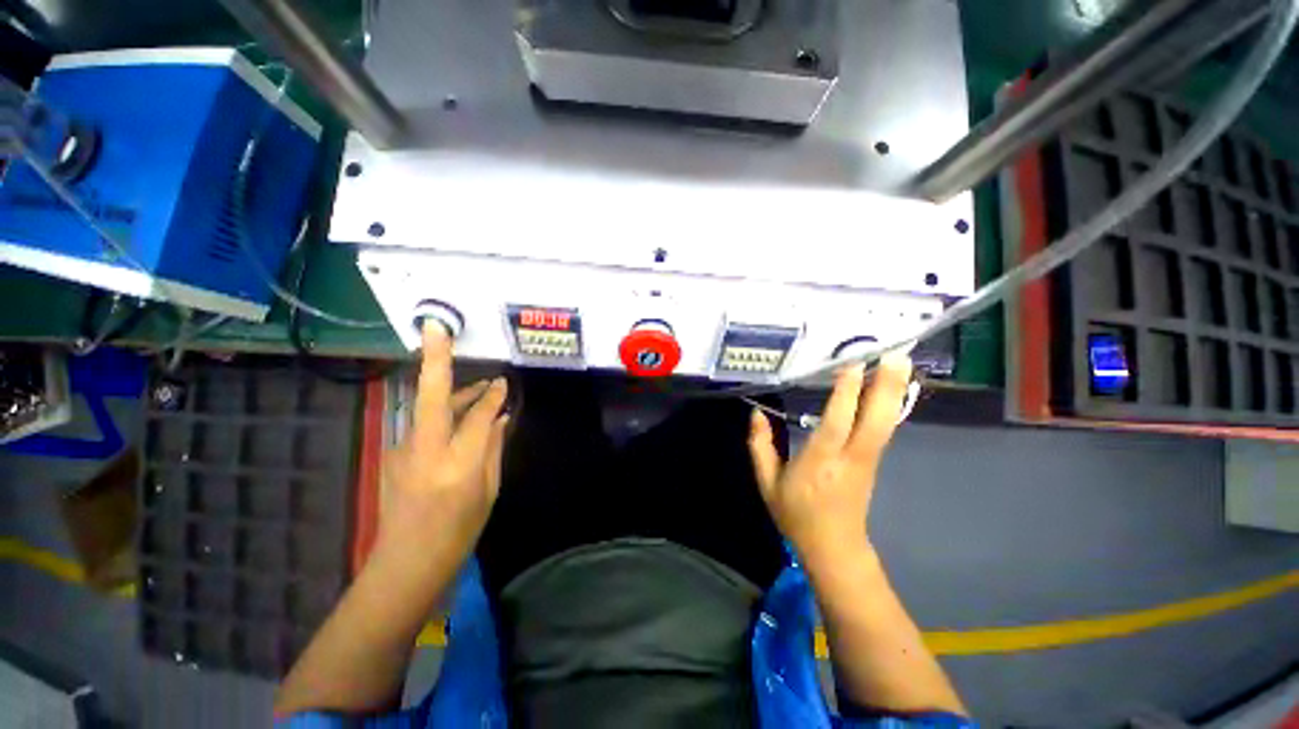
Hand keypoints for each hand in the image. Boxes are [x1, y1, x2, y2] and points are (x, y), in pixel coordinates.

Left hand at [372, 324, 509, 581]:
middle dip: (435, 361)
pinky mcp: (395, 453)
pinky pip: (426, 424)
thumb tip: (501, 418)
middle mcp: (426, 451)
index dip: (491, 397)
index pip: (477, 417)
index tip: (504, 383)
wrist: (405, 564)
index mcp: (456, 465)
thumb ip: (493, 449)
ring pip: (429, 407)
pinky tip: (461, 421)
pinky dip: (445, 415)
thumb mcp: (488, 492)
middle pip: (432, 397)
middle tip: (439, 329)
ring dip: (453, 393)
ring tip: (480, 388)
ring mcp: (404, 451)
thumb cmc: (458, 533)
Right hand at [747, 352, 911, 568]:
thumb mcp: (767, 483)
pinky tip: (889, 386)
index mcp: (819, 463)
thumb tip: (756, 413)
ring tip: (899, 361)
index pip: (836, 424)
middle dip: (886, 386)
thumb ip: (760, 446)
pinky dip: (888, 405)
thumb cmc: (796, 514)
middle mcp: (850, 458)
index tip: (852, 365)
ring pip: (885, 422)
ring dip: (893, 391)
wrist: (833, 547)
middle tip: (895, 355)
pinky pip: (883, 428)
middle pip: (874, 420)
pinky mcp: (874, 461)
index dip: (846, 395)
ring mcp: (867, 460)